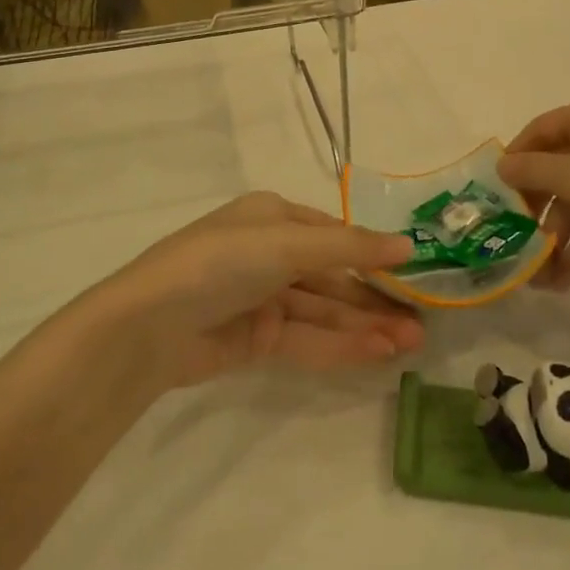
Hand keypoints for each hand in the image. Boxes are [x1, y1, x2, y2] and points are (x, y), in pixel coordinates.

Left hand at [86, 193, 425, 389]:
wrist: (148, 326)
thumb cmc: (222, 263)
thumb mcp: (288, 244)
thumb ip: (350, 247)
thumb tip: (408, 244)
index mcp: (273, 217)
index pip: (334, 235)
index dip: (373, 254)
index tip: (413, 274)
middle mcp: (270, 253)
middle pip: (333, 276)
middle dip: (374, 298)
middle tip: (421, 322)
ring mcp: (262, 298)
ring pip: (324, 311)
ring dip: (365, 325)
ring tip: (410, 343)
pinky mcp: (255, 339)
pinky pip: (306, 339)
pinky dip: (340, 345)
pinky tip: (376, 353)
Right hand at [499, 94, 569, 288]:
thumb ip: (533, 171)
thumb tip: (502, 166)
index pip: (539, 130)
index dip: (515, 160)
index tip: (496, 193)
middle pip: (556, 167)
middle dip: (536, 209)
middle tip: (516, 238)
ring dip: (557, 234)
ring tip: (539, 276)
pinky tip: (564, 278)